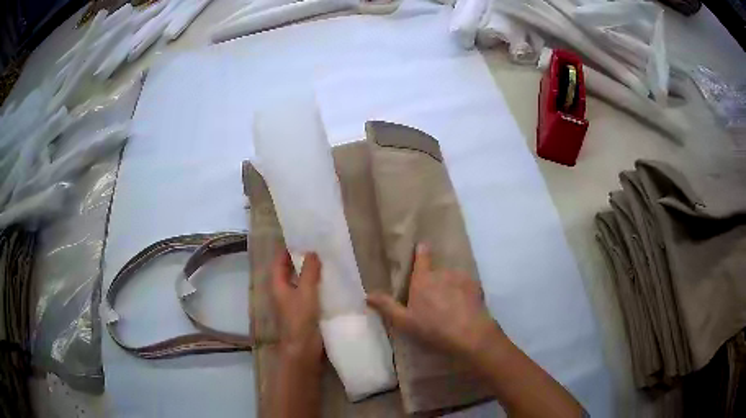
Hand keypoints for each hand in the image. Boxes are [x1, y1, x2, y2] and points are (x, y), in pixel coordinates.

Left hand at [271, 250, 322, 364]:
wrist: (304, 347)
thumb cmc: (300, 319)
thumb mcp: (305, 292)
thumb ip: (309, 272)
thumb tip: (313, 252)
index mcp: (278, 285)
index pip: (279, 261)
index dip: (287, 249)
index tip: (301, 237)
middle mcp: (284, 291)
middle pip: (290, 270)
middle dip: (302, 259)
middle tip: (318, 246)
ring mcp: (295, 300)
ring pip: (302, 280)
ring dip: (311, 271)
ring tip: (327, 259)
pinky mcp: (306, 309)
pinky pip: (311, 291)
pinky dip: (318, 284)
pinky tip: (332, 279)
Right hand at [366, 244, 504, 361]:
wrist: (469, 335)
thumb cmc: (433, 328)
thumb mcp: (405, 322)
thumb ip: (387, 306)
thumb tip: (367, 295)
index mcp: (423, 280)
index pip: (422, 259)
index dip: (421, 252)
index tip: (422, 244)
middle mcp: (443, 274)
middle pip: (437, 273)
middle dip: (435, 282)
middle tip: (435, 300)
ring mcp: (461, 279)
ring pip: (453, 280)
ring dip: (450, 288)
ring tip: (451, 306)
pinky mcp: (476, 286)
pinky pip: (467, 286)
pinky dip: (464, 293)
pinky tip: (464, 307)